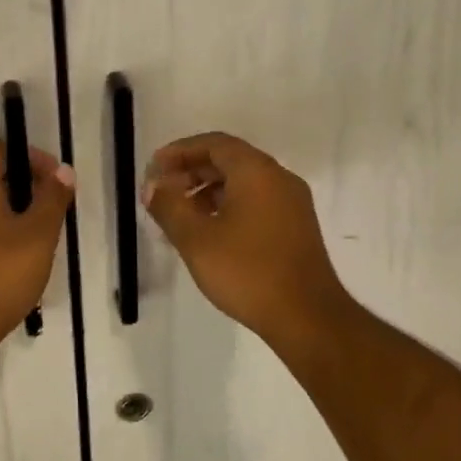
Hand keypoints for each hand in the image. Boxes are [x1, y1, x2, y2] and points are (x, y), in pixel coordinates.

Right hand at [142, 132, 350, 345]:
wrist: (307, 317)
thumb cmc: (248, 272)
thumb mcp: (196, 239)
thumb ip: (169, 206)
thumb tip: (153, 185)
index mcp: (257, 171)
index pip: (214, 144)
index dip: (180, 151)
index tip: (154, 168)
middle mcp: (279, 178)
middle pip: (230, 160)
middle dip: (192, 171)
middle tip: (163, 191)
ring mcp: (292, 203)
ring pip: (244, 183)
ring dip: (209, 191)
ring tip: (181, 215)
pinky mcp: (297, 227)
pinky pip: (257, 202)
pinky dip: (229, 206)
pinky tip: (210, 232)